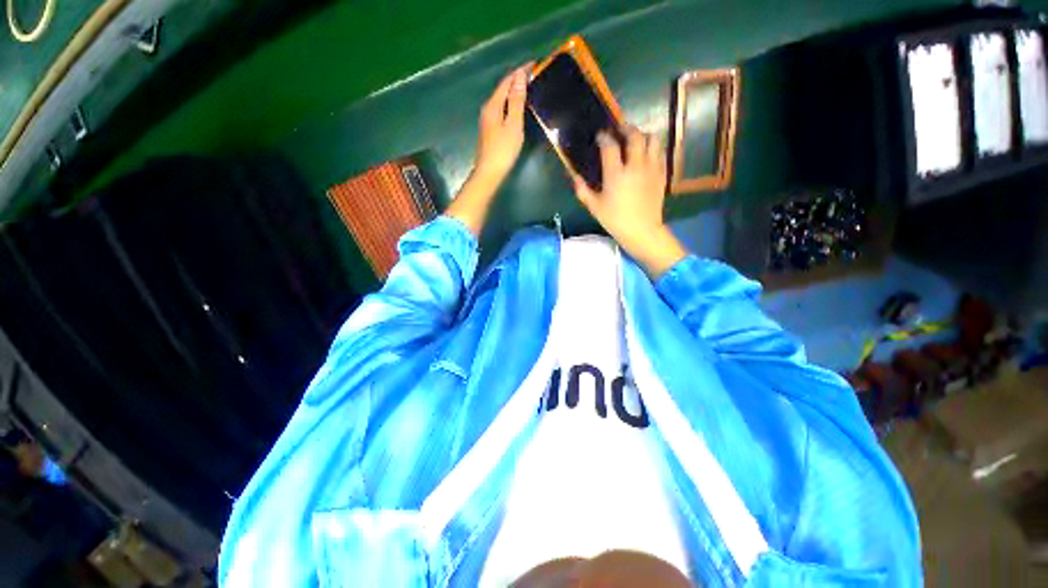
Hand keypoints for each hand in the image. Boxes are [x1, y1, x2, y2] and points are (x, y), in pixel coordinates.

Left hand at [474, 64, 531, 181]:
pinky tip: (516, 107)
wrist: (489, 172)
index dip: (520, 72)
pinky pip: (501, 109)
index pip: (507, 81)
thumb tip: (519, 77)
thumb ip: (516, 101)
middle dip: (516, 80)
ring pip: (501, 99)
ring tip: (527, 88)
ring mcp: (487, 120)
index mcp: (493, 105)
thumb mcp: (513, 125)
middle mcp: (487, 109)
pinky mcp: (489, 129)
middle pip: (502, 89)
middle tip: (532, 75)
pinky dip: (509, 103)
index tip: (534, 64)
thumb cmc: (503, 150)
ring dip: (513, 91)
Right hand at [571, 126, 685, 277]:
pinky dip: (653, 148)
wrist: (642, 231)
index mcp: (616, 174)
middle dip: (626, 128)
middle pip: (635, 136)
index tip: (600, 135)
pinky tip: (646, 154)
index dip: (604, 137)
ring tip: (635, 140)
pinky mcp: (661, 174)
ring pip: (652, 139)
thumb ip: (582, 190)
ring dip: (643, 135)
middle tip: (619, 129)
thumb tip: (575, 176)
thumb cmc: (615, 220)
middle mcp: (635, 166)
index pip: (610, 146)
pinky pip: (660, 152)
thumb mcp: (594, 207)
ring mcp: (651, 168)